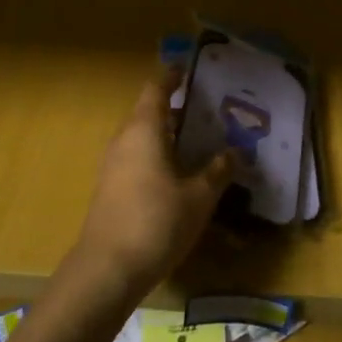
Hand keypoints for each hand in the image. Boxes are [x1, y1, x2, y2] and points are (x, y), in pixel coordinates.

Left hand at [73, 69, 234, 298]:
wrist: (107, 269)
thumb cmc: (156, 222)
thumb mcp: (199, 197)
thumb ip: (217, 170)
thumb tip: (233, 152)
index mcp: (144, 129)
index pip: (157, 89)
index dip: (173, 77)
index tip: (190, 71)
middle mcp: (125, 139)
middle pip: (149, 112)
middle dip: (177, 109)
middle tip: (209, 110)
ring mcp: (114, 165)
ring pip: (143, 137)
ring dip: (168, 135)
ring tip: (200, 141)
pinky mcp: (111, 188)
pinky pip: (137, 158)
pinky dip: (158, 156)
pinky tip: (180, 174)